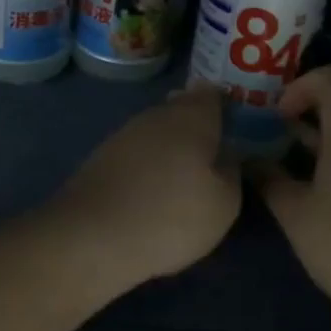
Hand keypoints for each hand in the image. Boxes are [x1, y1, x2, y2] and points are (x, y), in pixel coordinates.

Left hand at [49, 84, 241, 283]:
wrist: (92, 236)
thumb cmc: (171, 215)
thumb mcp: (224, 203)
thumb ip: (231, 172)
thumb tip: (226, 156)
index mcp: (192, 116)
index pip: (214, 95)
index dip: (227, 106)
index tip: (238, 126)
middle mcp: (157, 114)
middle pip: (183, 110)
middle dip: (198, 128)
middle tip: (215, 156)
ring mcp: (125, 133)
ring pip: (158, 131)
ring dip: (171, 148)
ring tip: (185, 179)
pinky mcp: (102, 157)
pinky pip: (137, 153)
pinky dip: (148, 166)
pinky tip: (153, 192)